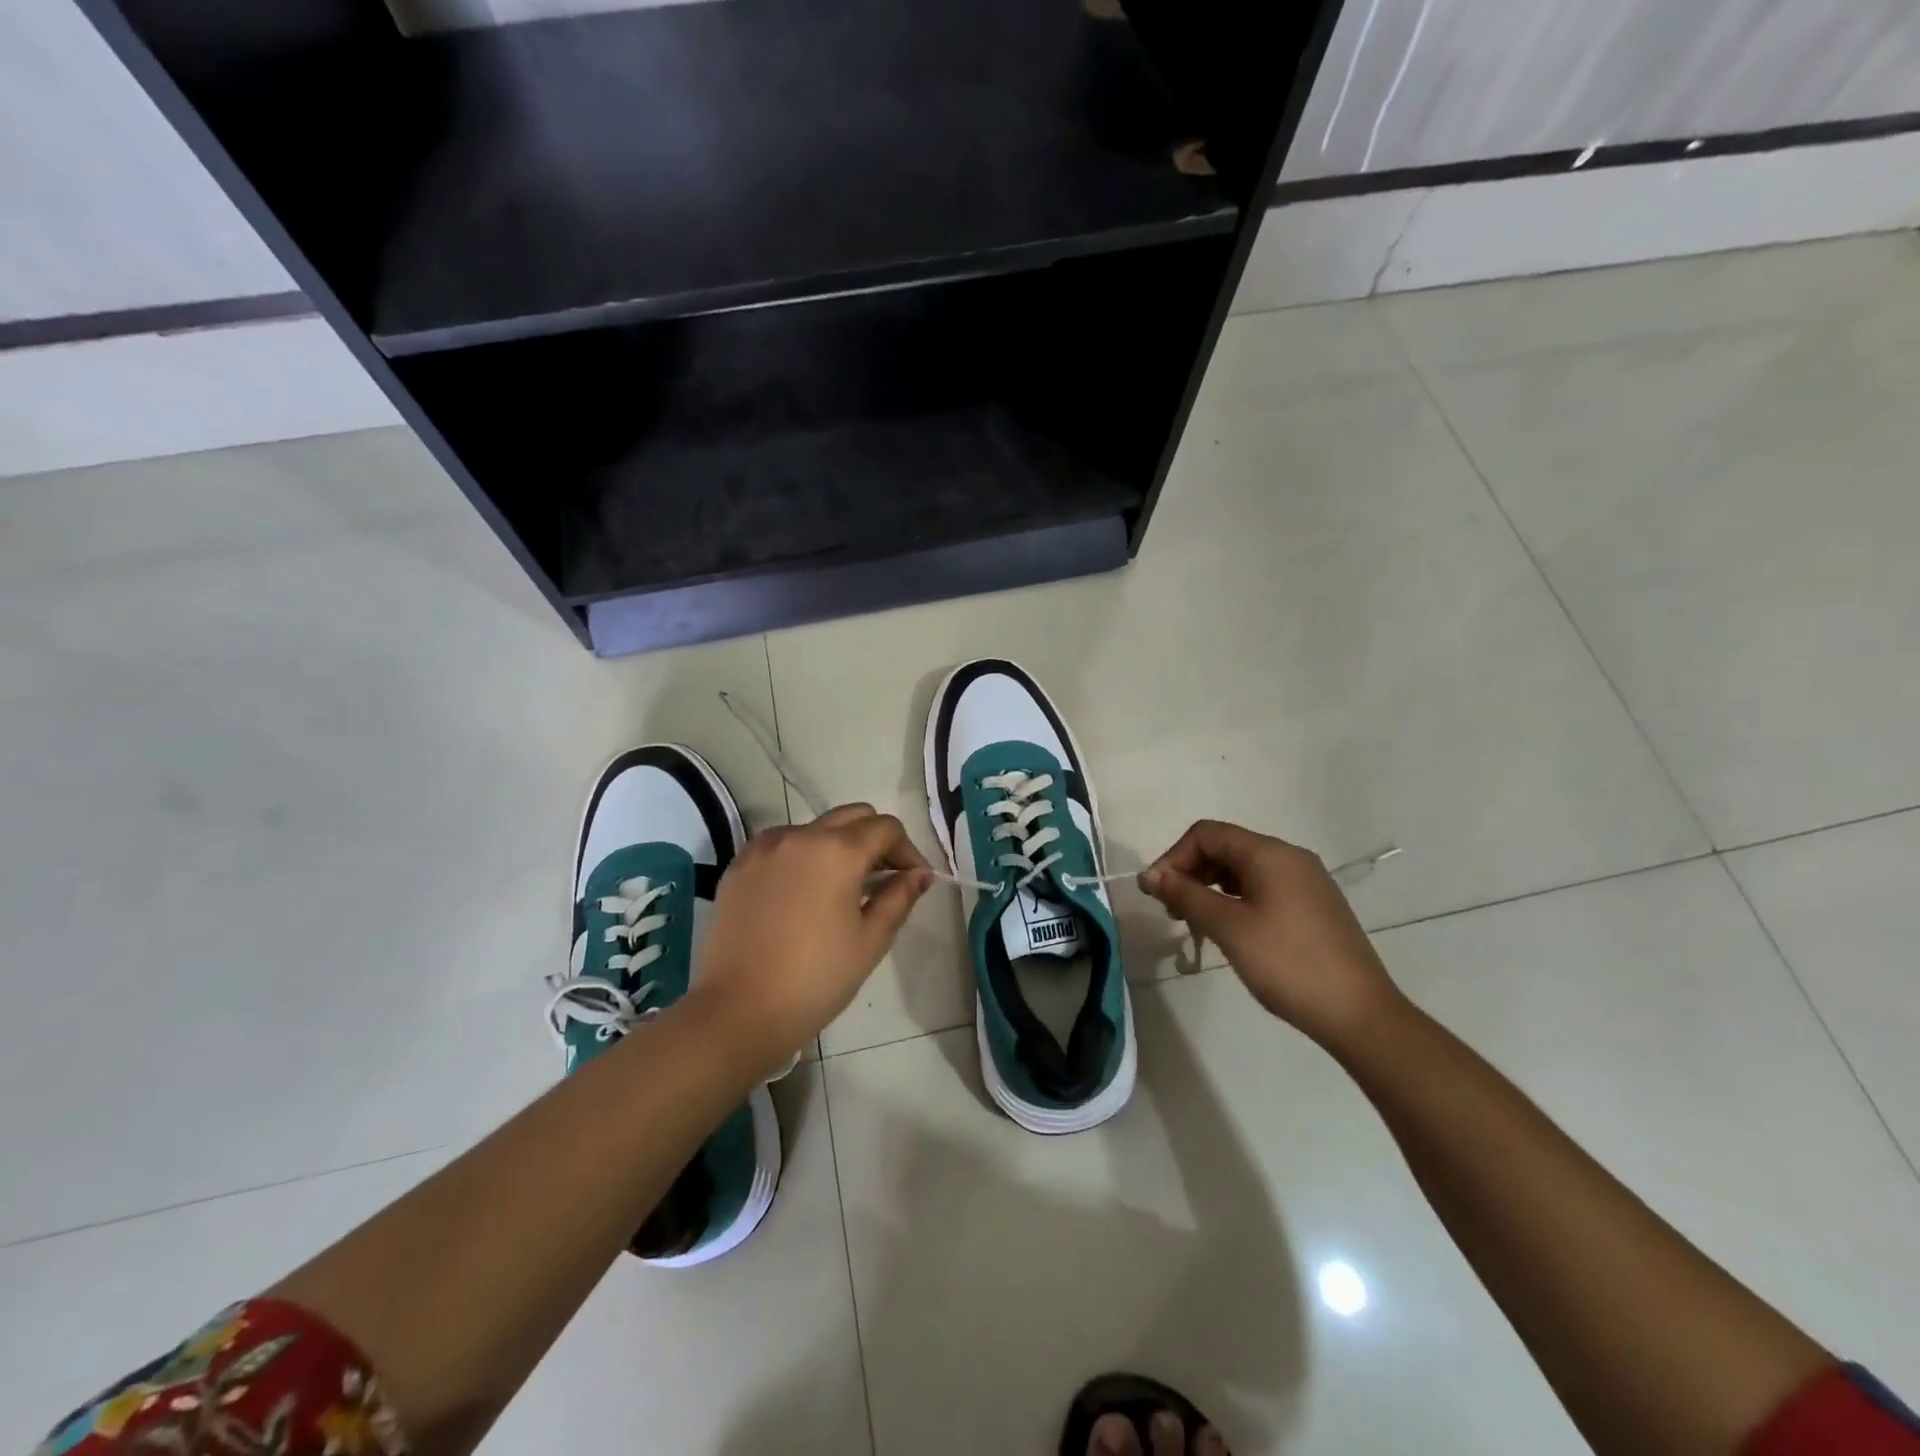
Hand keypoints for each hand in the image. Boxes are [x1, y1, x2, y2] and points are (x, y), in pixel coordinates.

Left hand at [691, 804, 933, 1076]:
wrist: (737, 1011)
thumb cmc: (815, 979)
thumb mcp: (870, 941)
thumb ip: (899, 898)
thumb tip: (919, 874)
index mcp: (838, 851)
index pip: (886, 828)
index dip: (907, 850)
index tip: (914, 879)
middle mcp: (800, 835)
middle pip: (851, 817)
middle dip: (875, 839)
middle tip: (884, 878)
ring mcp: (764, 847)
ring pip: (815, 828)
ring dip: (838, 845)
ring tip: (842, 887)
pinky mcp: (739, 865)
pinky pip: (782, 844)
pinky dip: (802, 855)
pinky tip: (804, 892)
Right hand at [1140, 820, 1401, 1049]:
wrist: (1360, 1015)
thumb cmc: (1288, 963)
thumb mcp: (1229, 927)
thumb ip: (1186, 895)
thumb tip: (1150, 875)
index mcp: (1270, 853)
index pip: (1207, 834)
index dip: (1174, 857)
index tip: (1156, 893)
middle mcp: (1290, 858)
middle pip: (1225, 848)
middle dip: (1191, 872)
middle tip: (1172, 911)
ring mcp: (1306, 882)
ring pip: (1243, 870)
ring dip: (1210, 888)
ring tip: (1195, 923)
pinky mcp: (1313, 907)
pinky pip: (1263, 888)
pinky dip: (1235, 900)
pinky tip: (1229, 930)